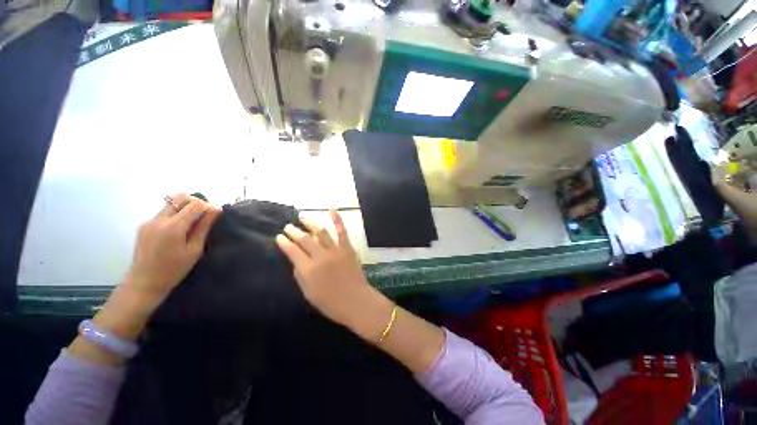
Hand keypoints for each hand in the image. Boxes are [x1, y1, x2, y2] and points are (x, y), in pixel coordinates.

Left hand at [124, 193, 220, 303]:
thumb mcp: (194, 249)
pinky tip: (179, 230)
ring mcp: (149, 222)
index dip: (208, 205)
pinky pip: (163, 213)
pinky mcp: (144, 226)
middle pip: (179, 198)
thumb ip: (203, 227)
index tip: (216, 213)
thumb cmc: (174, 269)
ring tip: (192, 222)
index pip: (194, 204)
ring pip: (170, 204)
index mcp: (173, 227)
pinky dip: (175, 215)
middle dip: (195, 202)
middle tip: (204, 214)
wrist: (144, 282)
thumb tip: (215, 210)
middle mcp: (159, 220)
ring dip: (184, 208)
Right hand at [275, 209, 389, 336]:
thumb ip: (300, 275)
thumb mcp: (308, 293)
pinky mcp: (347, 248)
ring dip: (310, 223)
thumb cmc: (330, 302)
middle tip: (288, 226)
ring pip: (320, 232)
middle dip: (294, 232)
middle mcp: (320, 256)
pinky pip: (342, 231)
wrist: (355, 300)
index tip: (279, 236)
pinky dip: (337, 219)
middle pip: (304, 240)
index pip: (292, 251)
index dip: (284, 243)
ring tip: (302, 217)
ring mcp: (335, 250)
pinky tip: (332, 209)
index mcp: (308, 269)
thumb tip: (297, 261)